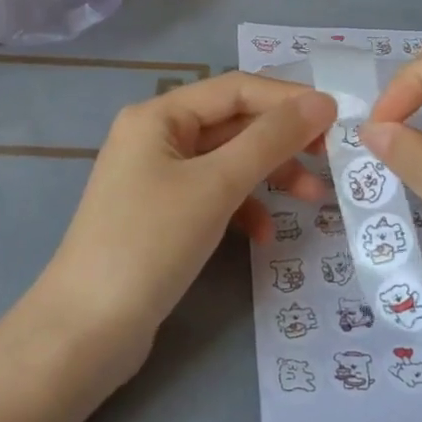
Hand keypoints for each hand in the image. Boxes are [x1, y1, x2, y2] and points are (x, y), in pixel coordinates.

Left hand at [34, 73, 336, 371]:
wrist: (85, 332)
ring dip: (270, 176)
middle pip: (234, 124)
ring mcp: (158, 178)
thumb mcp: (216, 185)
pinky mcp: (163, 216)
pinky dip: (243, 208)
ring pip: (228, 162)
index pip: (236, 89)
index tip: (337, 120)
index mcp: (159, 116)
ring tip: (312, 199)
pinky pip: (214, 196)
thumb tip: (322, 102)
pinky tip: (263, 235)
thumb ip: (271, 140)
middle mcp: (156, 137)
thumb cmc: (149, 244)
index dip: (288, 99)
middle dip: (282, 142)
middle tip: (330, 160)